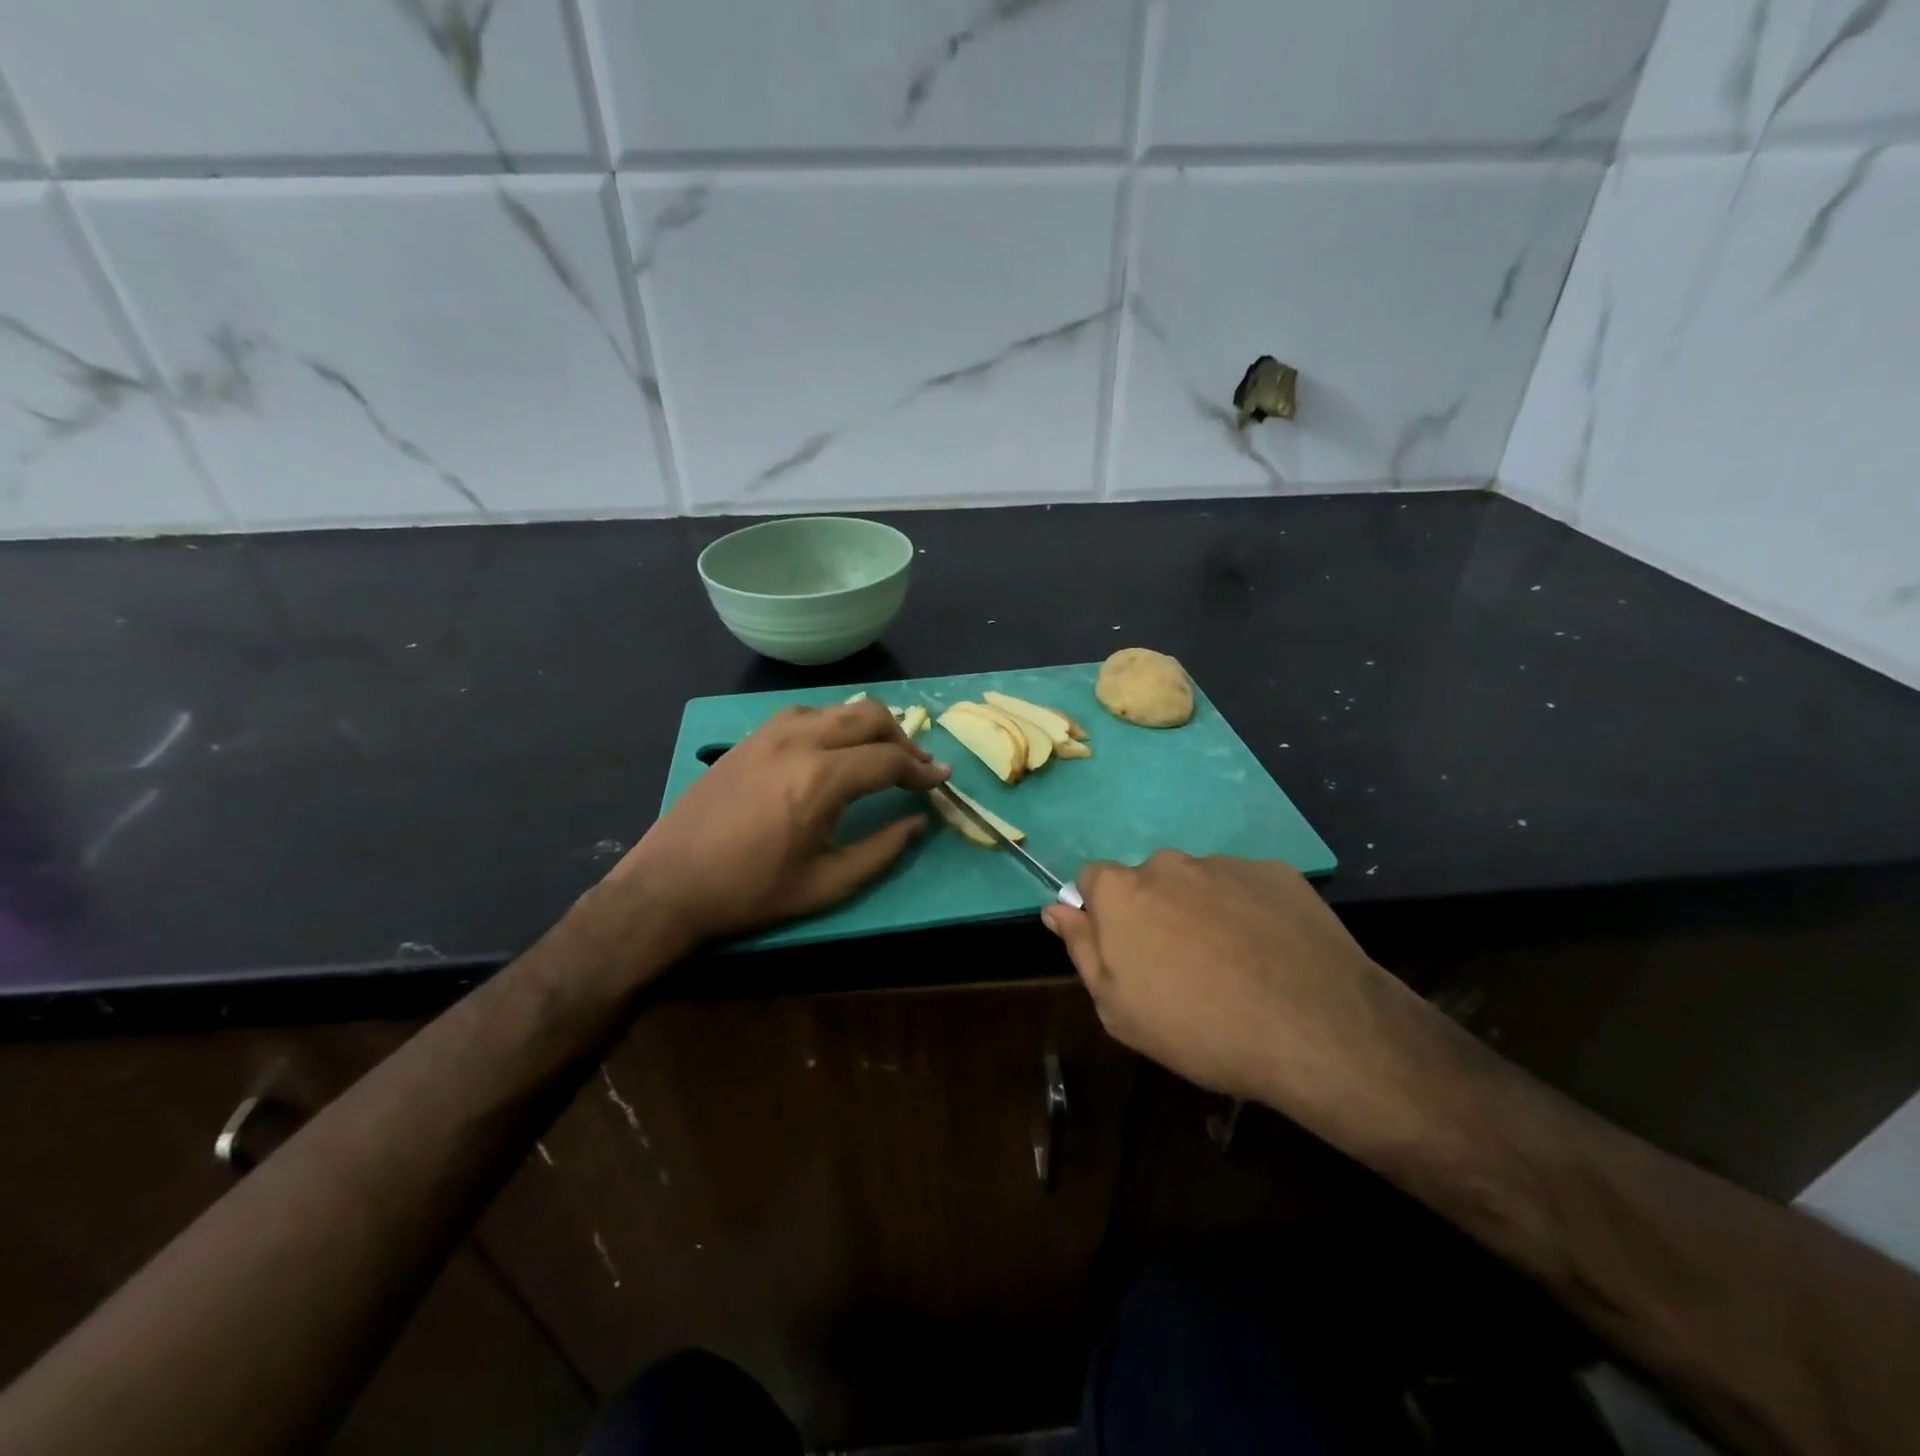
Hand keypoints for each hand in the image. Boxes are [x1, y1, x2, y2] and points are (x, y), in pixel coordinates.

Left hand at [602, 699, 948, 952]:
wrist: (669, 885)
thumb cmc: (751, 892)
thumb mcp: (827, 885)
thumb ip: (882, 850)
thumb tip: (918, 821)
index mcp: (822, 779)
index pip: (890, 759)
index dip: (923, 770)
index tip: (942, 780)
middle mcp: (800, 741)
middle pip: (870, 716)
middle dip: (903, 738)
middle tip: (915, 767)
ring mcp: (770, 733)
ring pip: (838, 708)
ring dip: (869, 727)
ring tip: (879, 756)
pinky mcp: (750, 737)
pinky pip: (805, 713)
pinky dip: (833, 723)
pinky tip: (832, 749)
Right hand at [1043, 853, 1449, 1144]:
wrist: (1315, 1029)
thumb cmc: (1199, 1028)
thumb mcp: (1119, 1009)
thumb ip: (1082, 949)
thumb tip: (1056, 908)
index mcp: (1123, 892)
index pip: (1092, 879)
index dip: (1103, 915)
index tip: (1126, 953)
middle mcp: (1168, 864)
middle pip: (1147, 881)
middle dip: (1154, 913)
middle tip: (1182, 968)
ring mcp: (1225, 864)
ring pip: (1198, 884)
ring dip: (1202, 912)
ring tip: (1235, 966)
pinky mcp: (1275, 873)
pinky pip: (1245, 888)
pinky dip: (1248, 912)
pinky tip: (1271, 955)